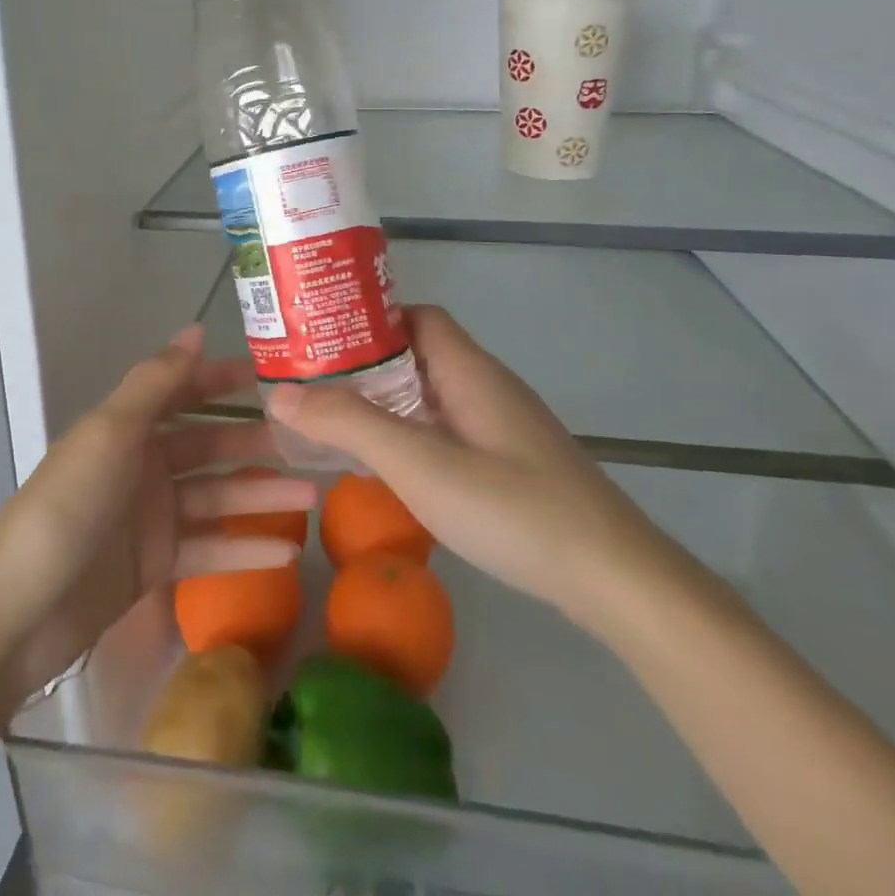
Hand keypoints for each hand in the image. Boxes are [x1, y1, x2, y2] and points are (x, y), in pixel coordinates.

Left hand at [0, 325, 316, 704]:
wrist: (17, 614)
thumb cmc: (67, 506)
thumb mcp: (111, 433)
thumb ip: (157, 382)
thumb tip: (195, 328)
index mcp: (128, 427)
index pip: (186, 392)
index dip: (226, 381)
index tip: (275, 379)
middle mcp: (143, 464)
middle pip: (210, 447)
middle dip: (256, 445)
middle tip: (311, 446)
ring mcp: (150, 517)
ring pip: (217, 498)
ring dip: (261, 497)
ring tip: (313, 498)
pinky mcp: (155, 566)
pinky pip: (208, 549)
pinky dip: (244, 550)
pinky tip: (287, 554)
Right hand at [268, 306, 670, 635]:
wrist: (614, 579)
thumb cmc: (512, 508)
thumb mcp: (419, 464)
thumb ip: (349, 425)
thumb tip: (280, 392)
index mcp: (469, 369)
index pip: (415, 316)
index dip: (368, 320)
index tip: (321, 339)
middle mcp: (487, 385)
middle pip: (420, 352)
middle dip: (366, 363)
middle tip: (313, 384)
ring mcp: (503, 425)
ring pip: (433, 393)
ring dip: (387, 400)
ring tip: (336, 420)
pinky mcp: (511, 460)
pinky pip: (448, 427)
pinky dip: (412, 432)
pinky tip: (392, 465)